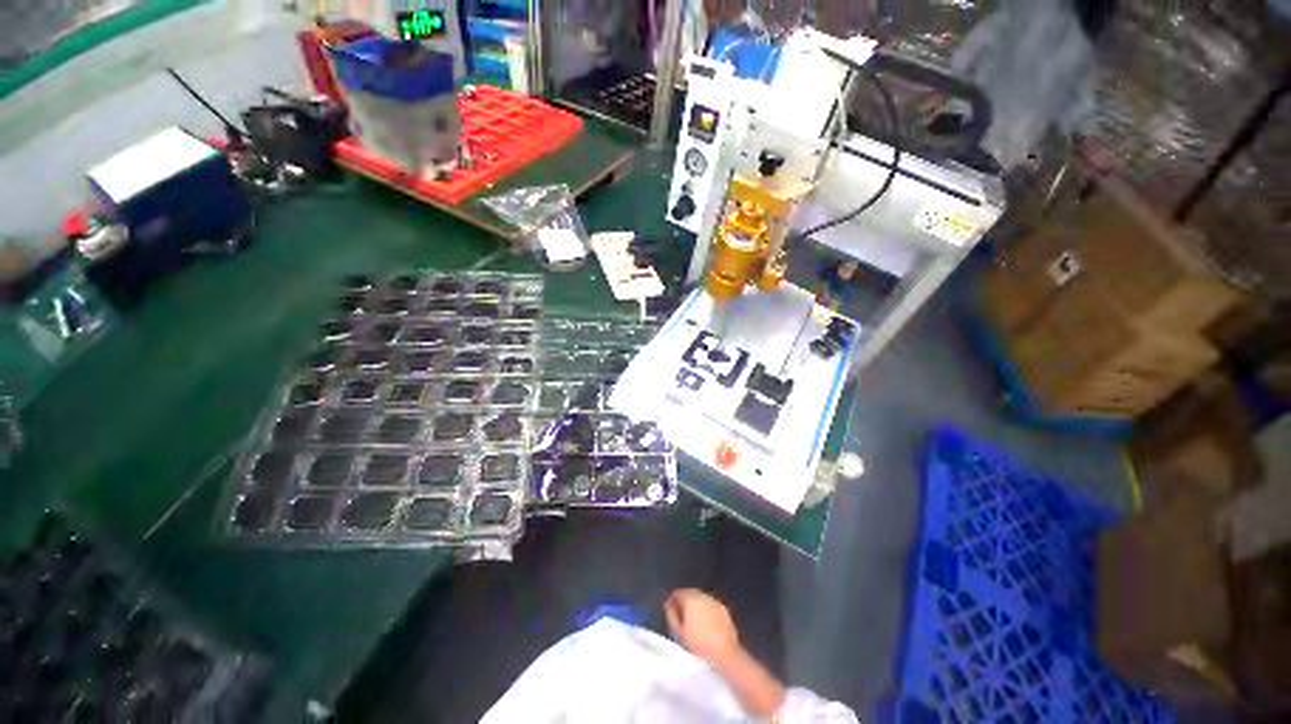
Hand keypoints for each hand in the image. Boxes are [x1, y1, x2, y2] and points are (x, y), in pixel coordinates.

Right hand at [664, 589, 741, 665]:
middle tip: (680, 616)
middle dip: (684, 602)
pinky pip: (710, 605)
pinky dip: (705, 610)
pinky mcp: (724, 609)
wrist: (725, 654)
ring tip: (692, 621)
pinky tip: (705, 623)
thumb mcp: (679, 633)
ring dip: (695, 606)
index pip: (677, 593)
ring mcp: (715, 601)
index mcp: (690, 599)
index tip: (669, 612)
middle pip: (689, 593)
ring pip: (701, 599)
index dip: (672, 601)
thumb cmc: (698, 645)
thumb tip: (669, 606)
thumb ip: (672, 616)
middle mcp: (703, 596)